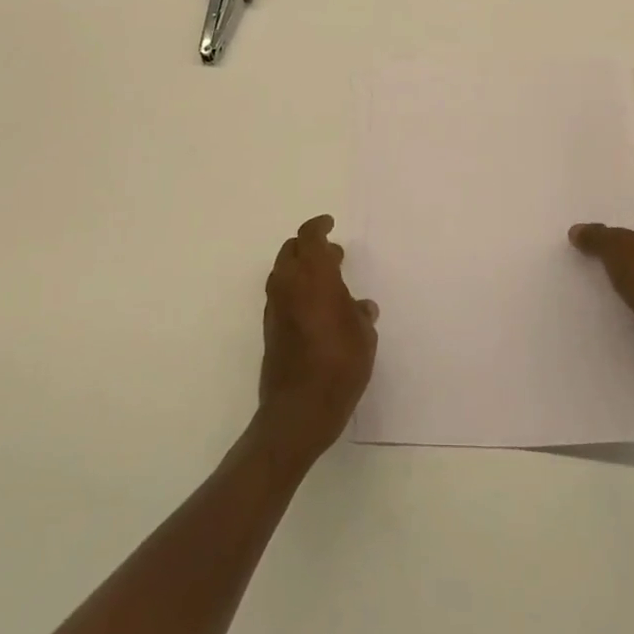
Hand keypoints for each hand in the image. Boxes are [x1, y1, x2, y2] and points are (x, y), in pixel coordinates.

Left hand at [256, 215, 378, 460]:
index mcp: (313, 276)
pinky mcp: (269, 328)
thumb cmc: (339, 366)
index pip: (309, 237)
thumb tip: (361, 307)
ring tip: (327, 281)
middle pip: (291, 250)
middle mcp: (288, 284)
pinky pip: (280, 294)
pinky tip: (314, 307)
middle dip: (310, 246)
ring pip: (283, 272)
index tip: (329, 223)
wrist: (298, 411)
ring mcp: (275, 307)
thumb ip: (360, 315)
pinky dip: (294, 289)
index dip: (318, 226)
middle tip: (334, 255)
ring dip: (301, 268)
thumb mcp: (363, 337)